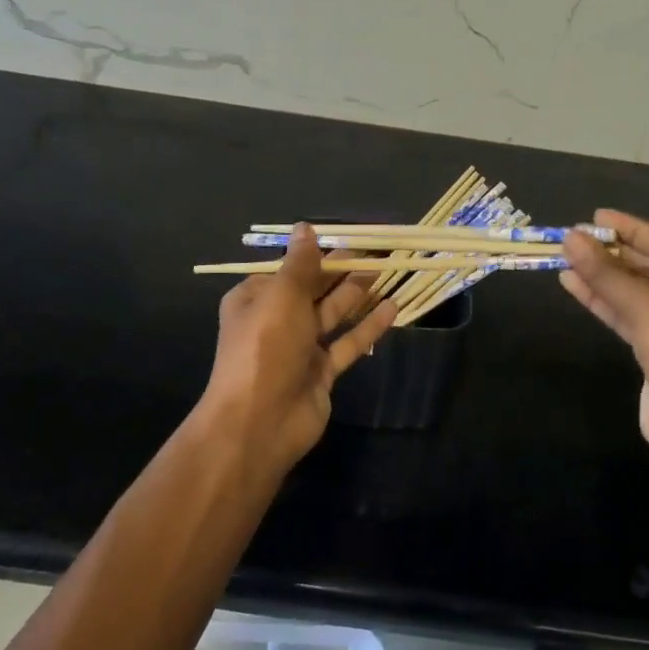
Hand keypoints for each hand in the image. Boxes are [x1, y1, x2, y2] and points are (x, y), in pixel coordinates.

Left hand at [199, 224, 395, 473]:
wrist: (259, 422)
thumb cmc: (266, 347)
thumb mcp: (281, 296)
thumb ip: (300, 263)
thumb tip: (305, 227)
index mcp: (255, 299)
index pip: (289, 268)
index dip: (317, 253)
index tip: (349, 239)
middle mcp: (276, 321)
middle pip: (314, 289)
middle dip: (342, 270)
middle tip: (377, 251)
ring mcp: (299, 349)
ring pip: (332, 314)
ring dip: (357, 294)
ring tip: (387, 271)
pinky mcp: (321, 372)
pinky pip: (347, 343)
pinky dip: (368, 327)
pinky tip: (392, 308)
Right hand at [561, 210, 648, 499]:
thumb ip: (610, 276)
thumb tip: (570, 238)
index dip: (634, 229)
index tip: (597, 215)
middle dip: (615, 255)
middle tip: (575, 237)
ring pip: (640, 292)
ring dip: (605, 277)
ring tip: (566, 256)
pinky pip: (633, 314)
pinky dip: (605, 301)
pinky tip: (573, 283)